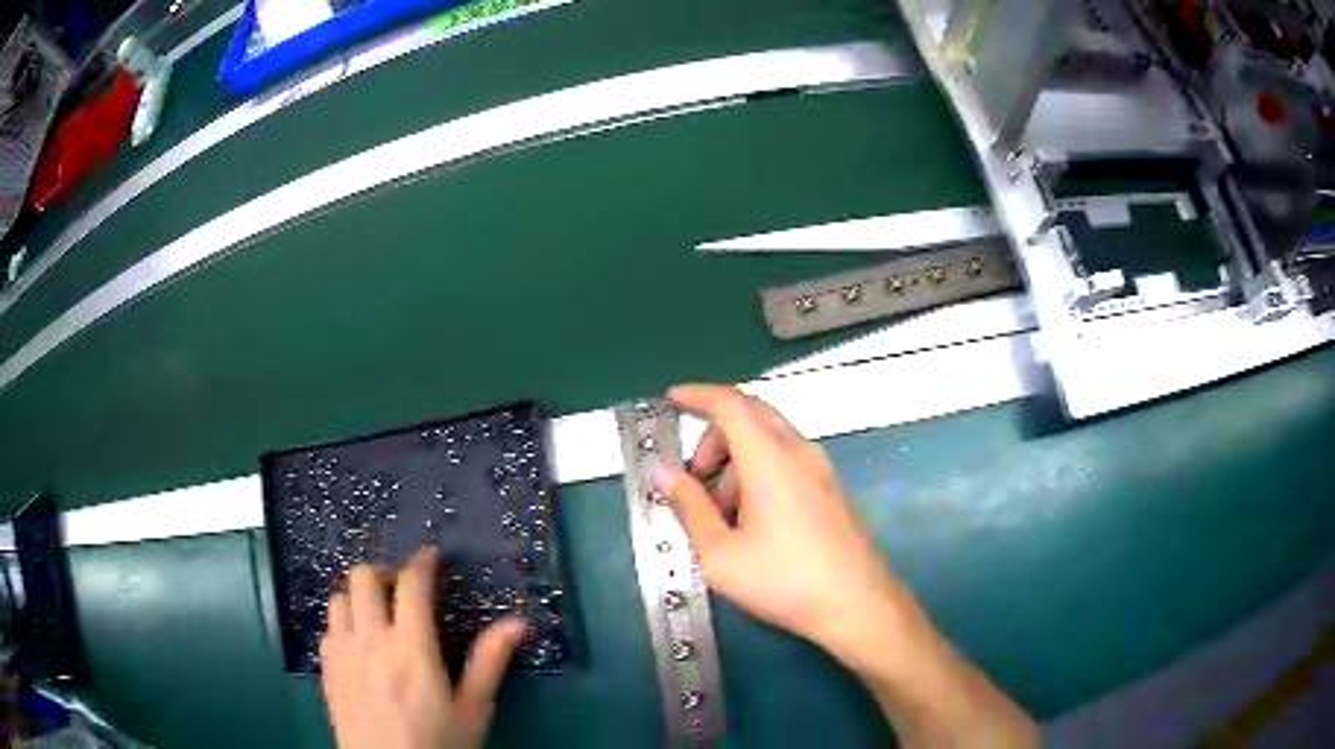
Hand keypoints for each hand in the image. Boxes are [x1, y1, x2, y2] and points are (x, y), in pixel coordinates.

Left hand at [321, 547, 524, 748]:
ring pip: (340, 596)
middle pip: (364, 577)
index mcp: (411, 647)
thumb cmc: (438, 744)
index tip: (432, 557)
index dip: (422, 562)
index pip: (410, 584)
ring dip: (359, 595)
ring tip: (378, 613)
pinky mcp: (326, 668)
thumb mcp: (473, 710)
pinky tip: (358, 643)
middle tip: (404, 588)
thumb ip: (489, 662)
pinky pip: (328, 627)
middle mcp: (370, 639)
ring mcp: (342, 652)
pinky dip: (343, 622)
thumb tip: (517, 622)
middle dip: (385, 572)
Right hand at [656, 384, 914, 658]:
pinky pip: (788, 460)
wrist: (856, 604)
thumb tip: (663, 473)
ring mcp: (821, 469)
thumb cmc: (783, 580)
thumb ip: (690, 507)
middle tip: (694, 476)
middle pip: (752, 415)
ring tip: (721, 514)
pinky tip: (752, 521)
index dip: (697, 395)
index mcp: (770, 458)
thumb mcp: (720, 553)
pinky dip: (759, 471)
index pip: (730, 404)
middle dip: (714, 435)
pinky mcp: (831, 489)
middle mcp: (799, 452)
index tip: (671, 399)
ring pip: (770, 439)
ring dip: (737, 459)